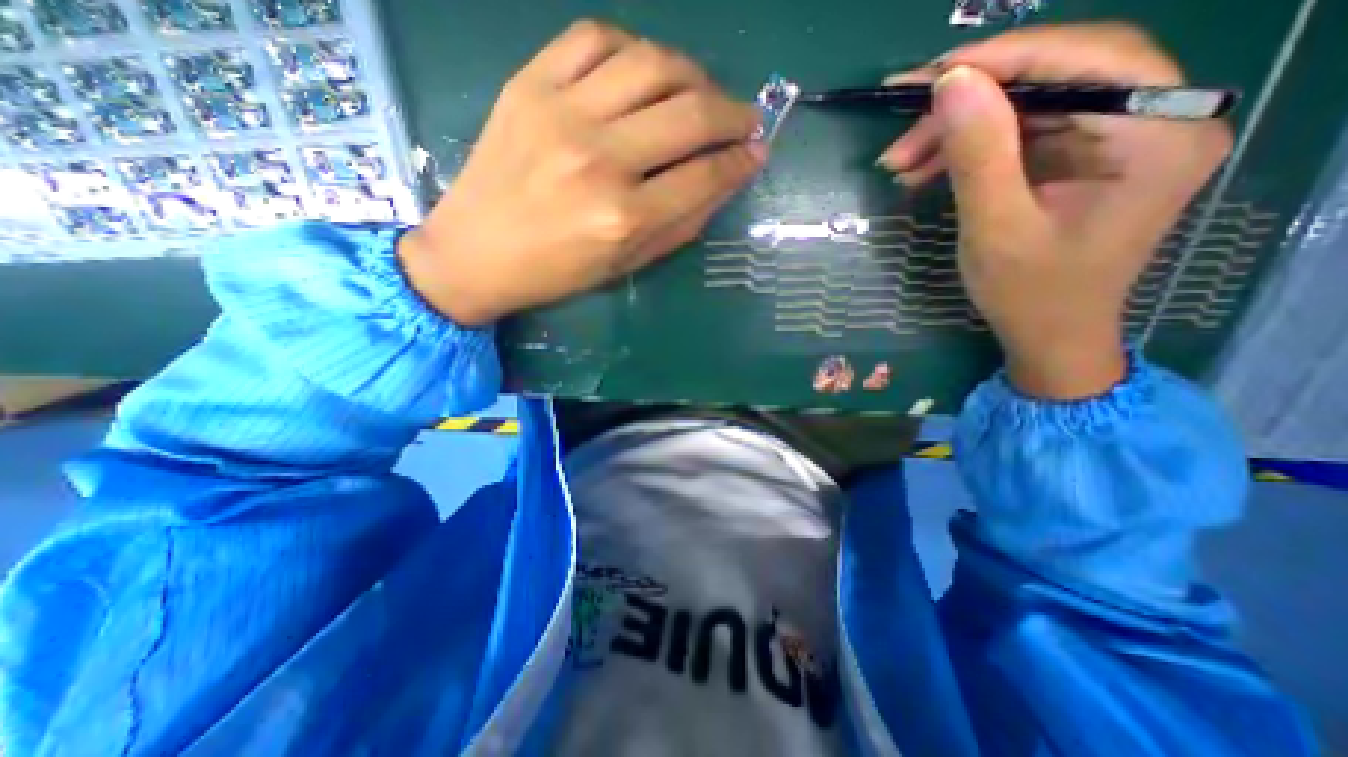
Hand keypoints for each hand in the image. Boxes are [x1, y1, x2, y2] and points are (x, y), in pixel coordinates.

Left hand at [397, 18, 762, 326]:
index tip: (758, 152)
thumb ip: (682, 222)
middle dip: (733, 113)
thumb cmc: (558, 271)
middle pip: (689, 113)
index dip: (741, 161)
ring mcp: (561, 113)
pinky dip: (633, 50)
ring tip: (702, 94)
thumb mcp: (629, 263)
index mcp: (624, 217)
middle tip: (744, 119)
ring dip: (693, 74)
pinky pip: (595, 38)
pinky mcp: (529, 84)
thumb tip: (727, 177)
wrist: (477, 252)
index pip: (705, 174)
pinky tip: (644, 74)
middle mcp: (600, 159)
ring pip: (652, 63)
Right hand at [876, 21, 1230, 397]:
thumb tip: (950, 82)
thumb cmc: (1029, 293)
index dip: (1002, 59)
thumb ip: (979, 153)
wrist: (1048, 335)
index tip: (929, 78)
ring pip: (1026, 106)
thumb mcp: (996, 227)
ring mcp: (1114, 138)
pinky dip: (967, 149)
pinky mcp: (1080, 158)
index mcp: (1158, 133)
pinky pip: (1019, 134)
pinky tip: (923, 170)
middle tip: (900, 134)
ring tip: (900, 163)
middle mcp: (1153, 119)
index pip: (1083, 60)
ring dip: (956, 130)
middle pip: (1052, 79)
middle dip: (967, 103)